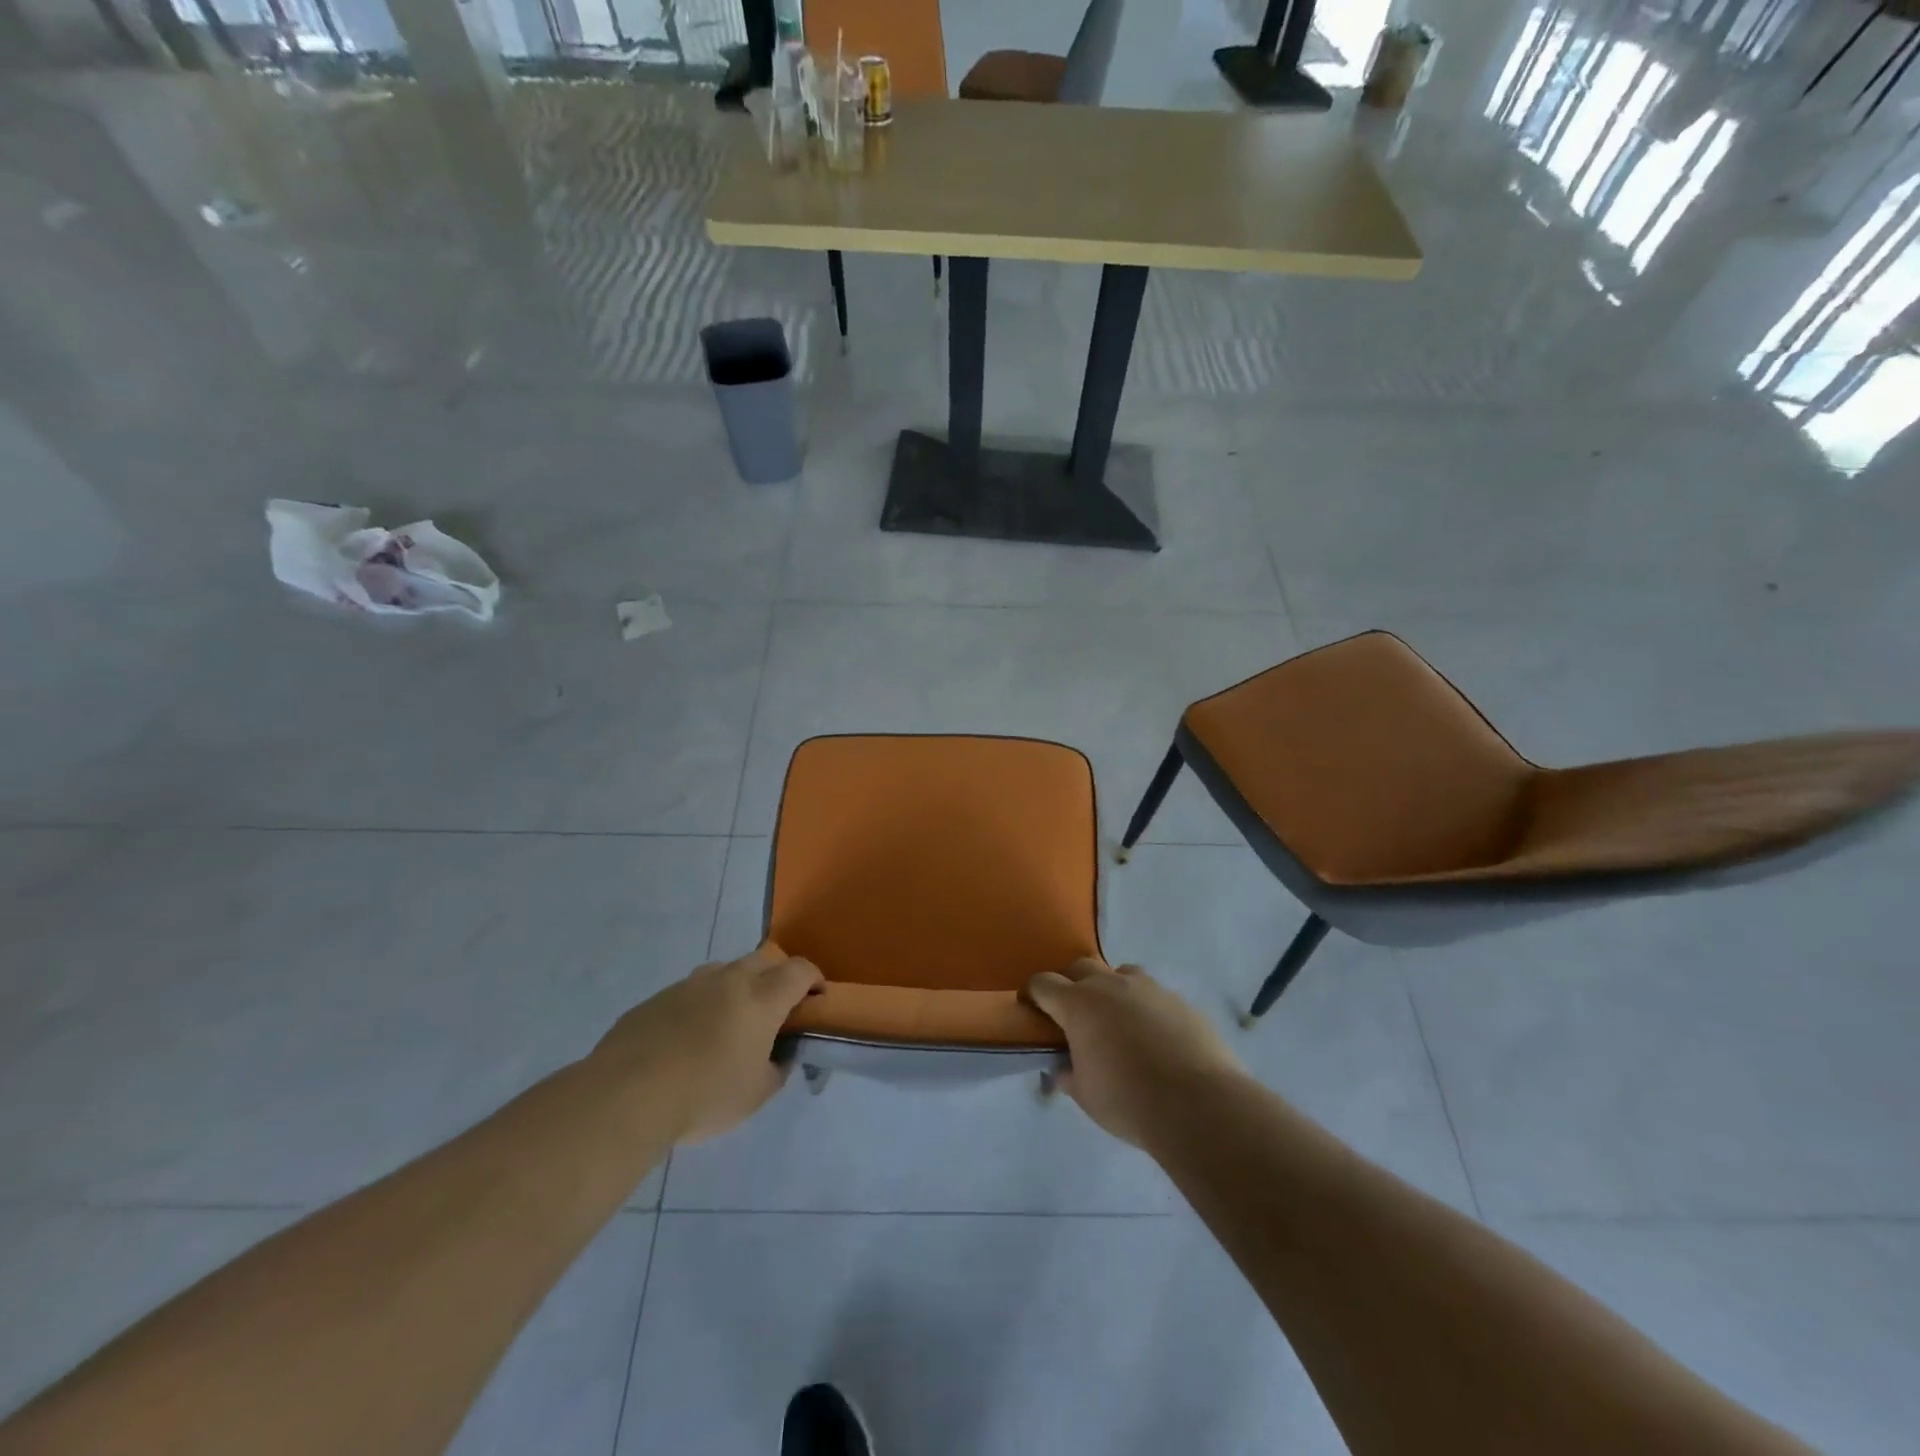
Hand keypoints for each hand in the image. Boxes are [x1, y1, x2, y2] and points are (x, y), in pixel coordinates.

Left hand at [590, 943, 822, 1144]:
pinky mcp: (657, 998)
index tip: (816, 998)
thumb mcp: (757, 1094)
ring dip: (737, 986)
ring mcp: (689, 985)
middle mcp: (729, 980)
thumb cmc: (705, 1095)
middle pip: (764, 959)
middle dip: (777, 977)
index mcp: (761, 998)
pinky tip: (688, 1040)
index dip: (814, 979)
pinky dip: (701, 1005)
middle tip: (775, 1009)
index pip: (800, 970)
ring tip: (730, 1022)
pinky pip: (691, 992)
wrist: (626, 1095)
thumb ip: (776, 1068)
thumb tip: (778, 1054)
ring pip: (725, 970)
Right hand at [1025, 959, 1243, 1146]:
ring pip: (1120, 974)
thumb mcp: (1085, 1095)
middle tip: (1075, 1015)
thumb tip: (1063, 1069)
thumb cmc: (1129, 1101)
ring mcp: (1149, 988)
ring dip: (1111, 990)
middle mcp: (1110, 985)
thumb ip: (1069, 1075)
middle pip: (1081, 967)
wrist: (1199, 1104)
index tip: (1032, 1008)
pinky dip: (1145, 1008)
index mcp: (1078, 1004)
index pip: (1043, 984)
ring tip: (1118, 1022)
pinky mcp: (1179, 1000)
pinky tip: (1155, 1038)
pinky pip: (1153, 994)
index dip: (1034, 994)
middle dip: (1072, 984)